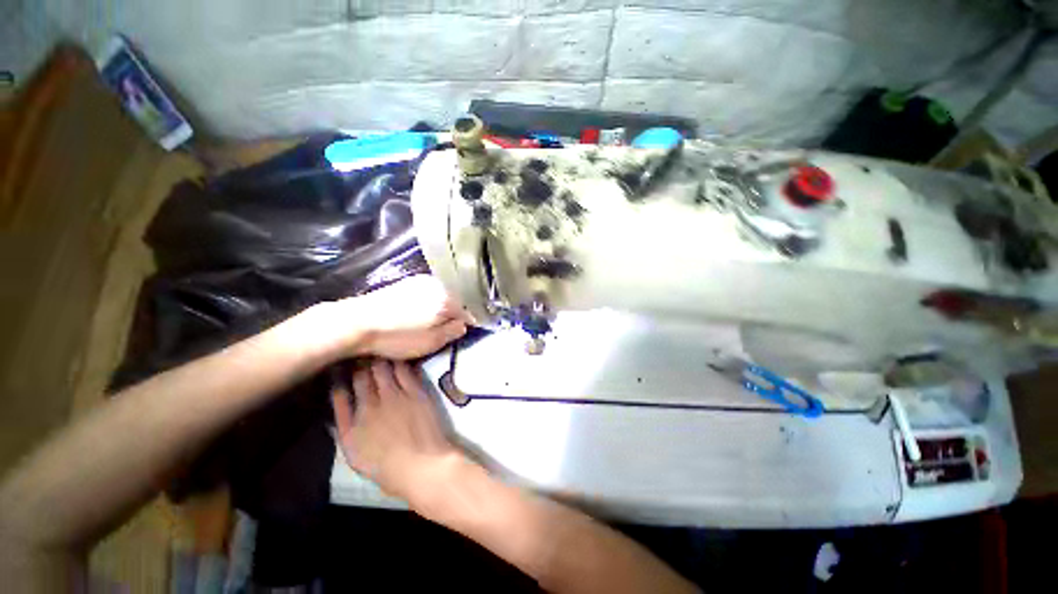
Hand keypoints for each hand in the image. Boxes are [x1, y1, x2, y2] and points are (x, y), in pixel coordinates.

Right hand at [331, 360, 460, 502]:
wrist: (422, 465)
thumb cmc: (387, 467)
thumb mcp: (354, 452)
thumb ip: (344, 425)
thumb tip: (339, 400)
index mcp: (353, 422)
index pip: (344, 390)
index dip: (344, 373)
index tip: (344, 363)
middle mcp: (371, 404)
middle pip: (363, 375)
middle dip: (362, 360)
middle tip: (364, 351)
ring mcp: (396, 396)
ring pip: (384, 368)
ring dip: (381, 357)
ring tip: (382, 348)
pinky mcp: (416, 391)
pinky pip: (406, 370)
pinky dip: (401, 362)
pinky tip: (401, 355)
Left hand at [336, 275, 469, 359]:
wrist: (357, 322)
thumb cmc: (397, 336)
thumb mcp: (431, 342)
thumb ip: (453, 332)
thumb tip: (464, 325)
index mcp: (447, 300)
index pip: (467, 313)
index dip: (466, 325)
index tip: (460, 334)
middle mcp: (438, 286)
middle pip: (454, 302)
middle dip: (452, 314)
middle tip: (444, 330)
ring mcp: (421, 281)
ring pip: (440, 296)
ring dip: (439, 307)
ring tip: (429, 322)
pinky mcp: (406, 282)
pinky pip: (426, 292)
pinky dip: (427, 301)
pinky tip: (416, 312)